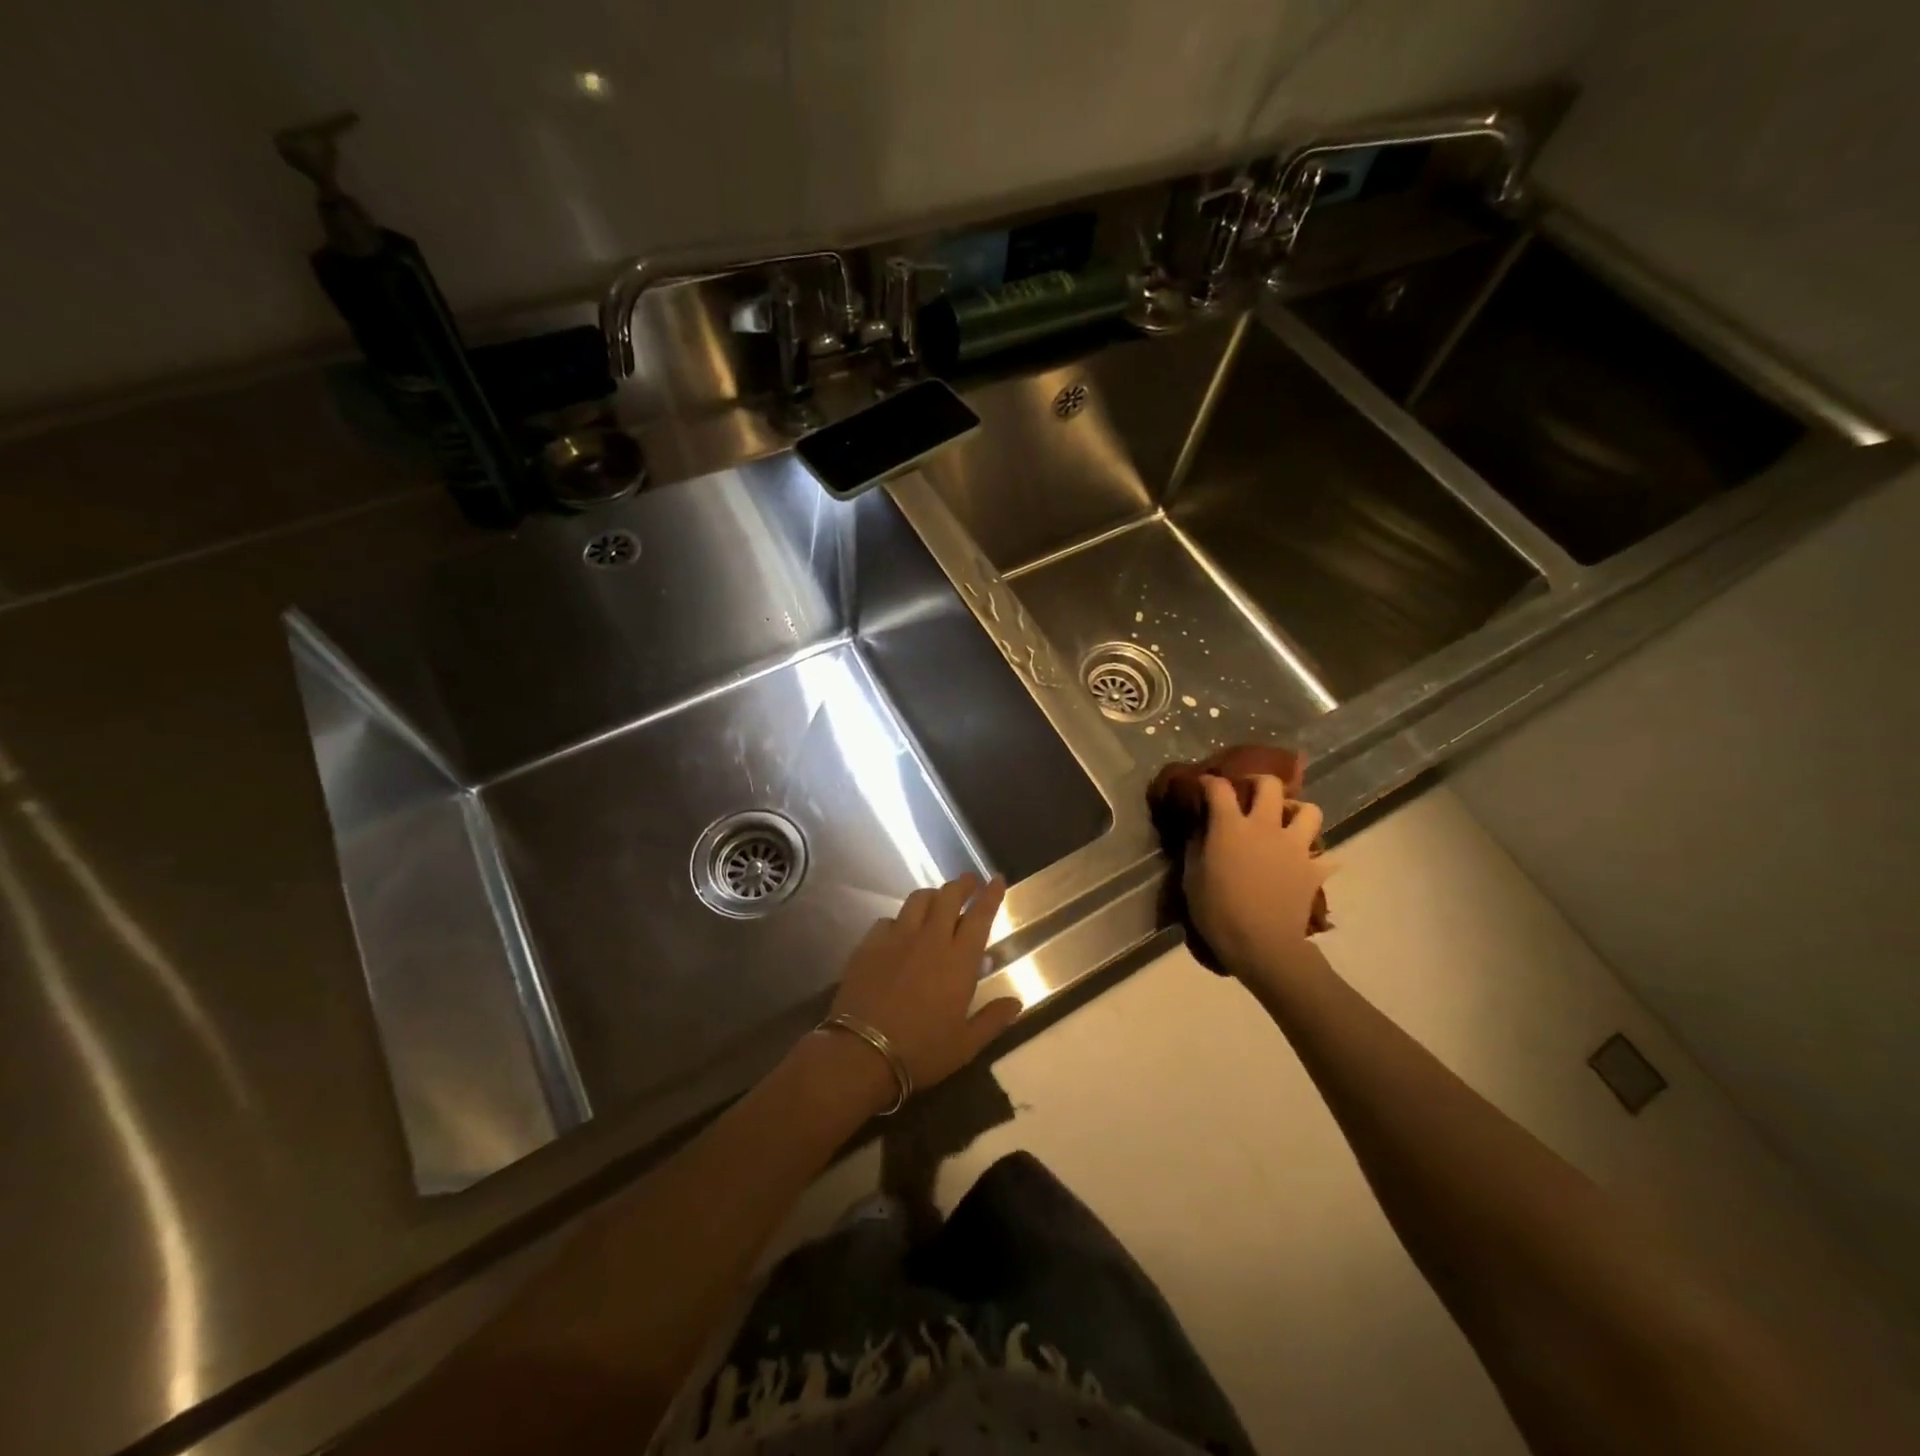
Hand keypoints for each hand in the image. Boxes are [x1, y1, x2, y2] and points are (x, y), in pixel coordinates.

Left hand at [829, 873, 1020, 1097]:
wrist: (862, 1052)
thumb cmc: (921, 1051)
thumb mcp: (965, 1045)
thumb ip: (992, 1019)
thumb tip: (1017, 1002)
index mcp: (959, 961)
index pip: (980, 916)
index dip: (990, 895)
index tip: (997, 879)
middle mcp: (931, 939)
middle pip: (949, 897)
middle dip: (962, 884)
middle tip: (970, 881)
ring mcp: (897, 938)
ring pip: (918, 900)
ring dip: (933, 895)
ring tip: (938, 899)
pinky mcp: (870, 944)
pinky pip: (888, 919)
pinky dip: (900, 920)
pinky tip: (900, 930)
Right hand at [1183, 775, 1332, 980]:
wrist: (1263, 945)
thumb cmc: (1218, 911)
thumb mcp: (1192, 878)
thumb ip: (1196, 846)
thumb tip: (1201, 829)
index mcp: (1231, 827)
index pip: (1220, 788)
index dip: (1210, 782)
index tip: (1204, 785)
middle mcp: (1266, 827)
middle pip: (1271, 786)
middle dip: (1259, 782)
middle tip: (1250, 793)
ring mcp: (1295, 846)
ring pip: (1309, 810)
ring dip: (1297, 812)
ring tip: (1287, 823)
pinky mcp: (1314, 869)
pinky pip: (1325, 856)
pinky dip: (1317, 857)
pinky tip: (1305, 864)